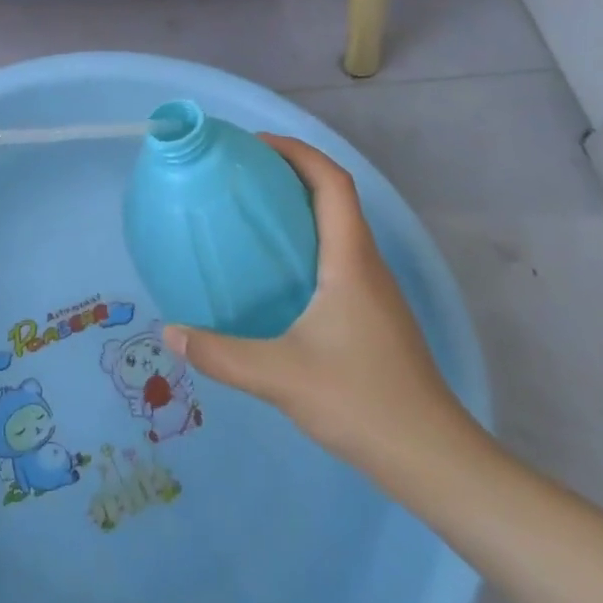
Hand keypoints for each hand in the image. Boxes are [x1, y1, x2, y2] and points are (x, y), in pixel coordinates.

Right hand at [162, 136, 483, 484]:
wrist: (432, 458)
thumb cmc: (361, 401)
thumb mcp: (280, 376)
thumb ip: (220, 354)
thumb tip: (170, 332)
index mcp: (350, 260)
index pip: (333, 183)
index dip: (298, 152)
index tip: (255, 144)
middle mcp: (367, 264)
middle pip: (336, 197)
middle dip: (293, 172)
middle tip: (242, 173)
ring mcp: (375, 290)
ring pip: (339, 227)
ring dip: (301, 206)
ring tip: (252, 212)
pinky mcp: (374, 314)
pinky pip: (338, 256)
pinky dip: (307, 241)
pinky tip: (275, 273)